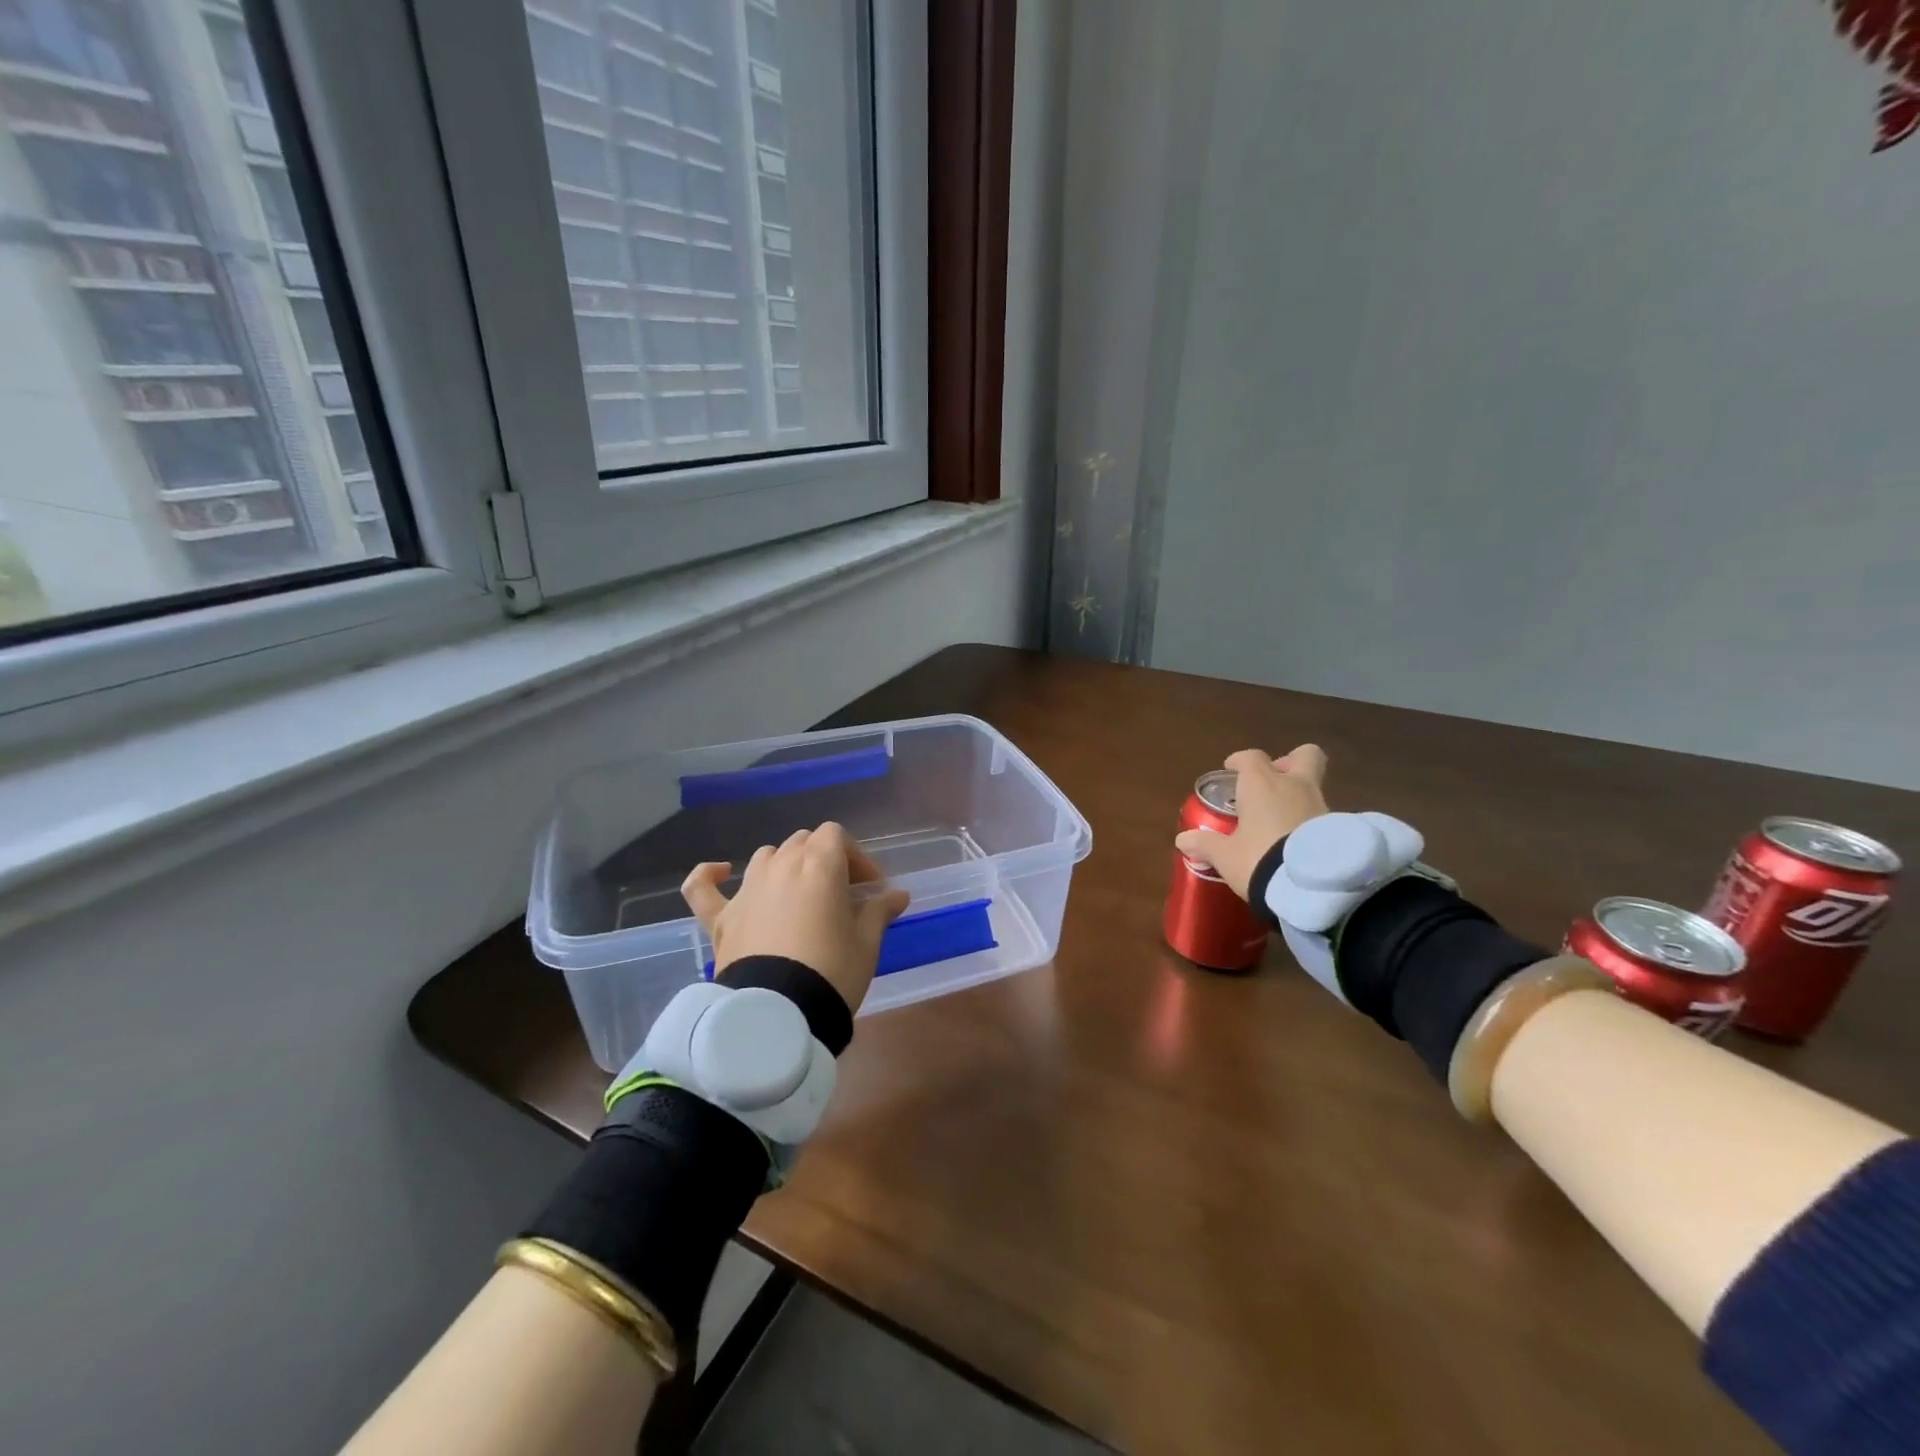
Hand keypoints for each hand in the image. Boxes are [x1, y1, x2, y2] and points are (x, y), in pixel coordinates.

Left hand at [680, 822, 910, 1013]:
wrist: (779, 1016)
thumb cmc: (832, 972)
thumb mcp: (867, 943)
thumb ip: (879, 911)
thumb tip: (897, 895)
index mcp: (818, 865)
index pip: (836, 836)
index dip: (856, 857)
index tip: (870, 888)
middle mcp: (780, 866)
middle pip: (804, 842)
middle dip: (825, 860)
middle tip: (842, 895)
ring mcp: (746, 890)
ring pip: (767, 857)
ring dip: (785, 865)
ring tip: (799, 893)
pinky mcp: (720, 918)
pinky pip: (702, 887)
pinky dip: (709, 876)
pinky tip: (719, 872)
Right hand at [1174, 745, 1329, 899]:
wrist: (1312, 887)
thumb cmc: (1259, 858)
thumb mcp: (1225, 856)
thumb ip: (1205, 844)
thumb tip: (1182, 840)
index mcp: (1262, 784)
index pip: (1252, 758)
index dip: (1240, 761)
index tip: (1231, 768)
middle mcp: (1295, 786)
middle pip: (1305, 755)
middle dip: (1290, 762)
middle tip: (1275, 779)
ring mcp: (1321, 805)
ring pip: (1313, 786)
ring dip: (1299, 796)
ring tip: (1282, 819)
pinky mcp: (1339, 828)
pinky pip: (1322, 814)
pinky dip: (1310, 820)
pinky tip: (1300, 840)